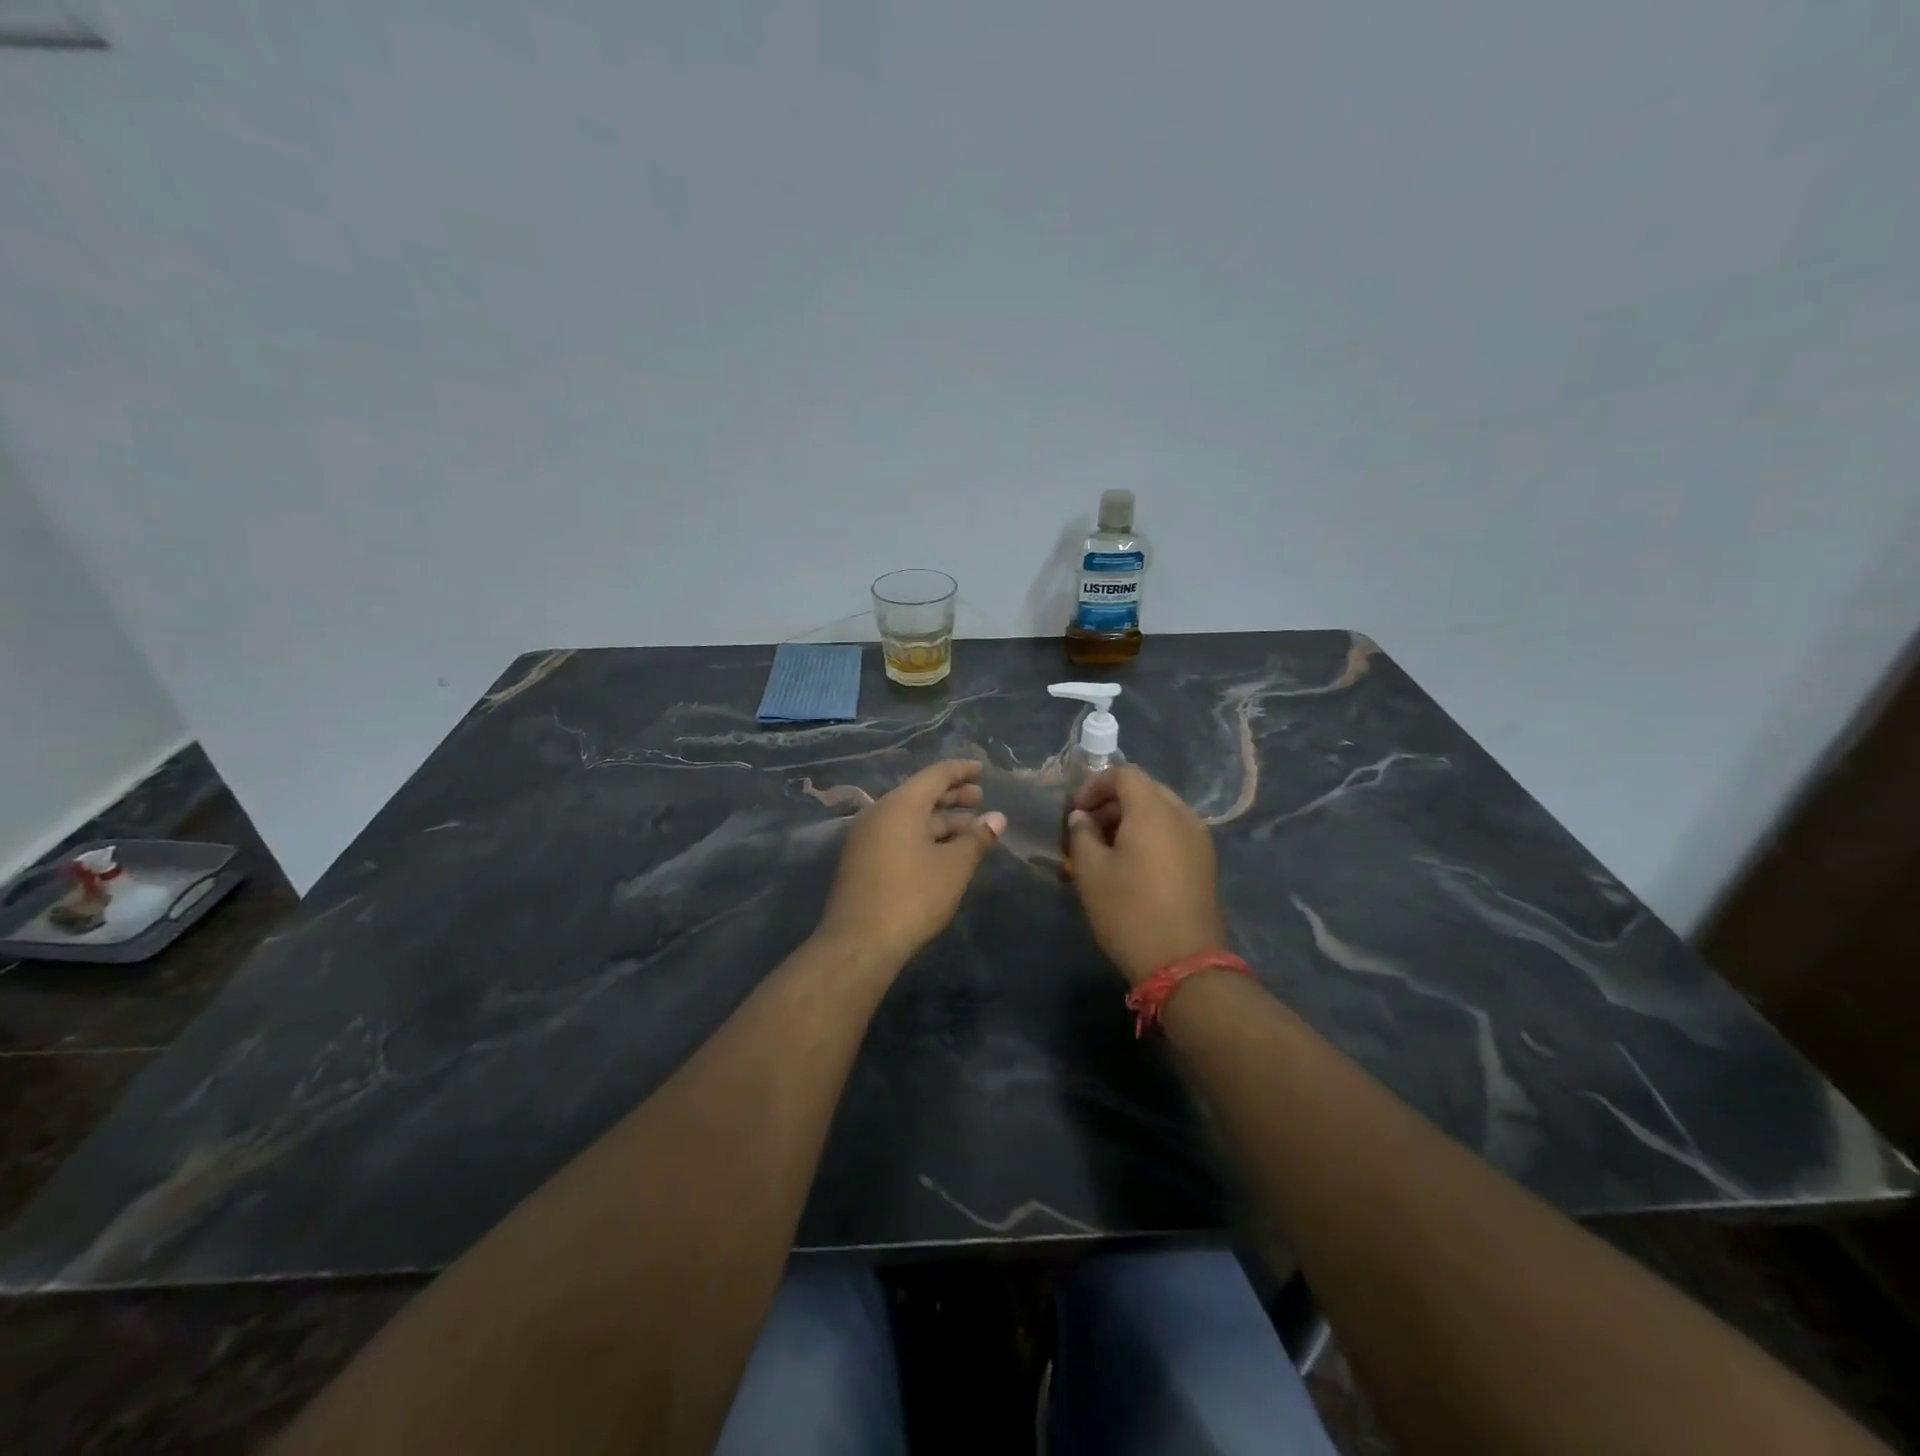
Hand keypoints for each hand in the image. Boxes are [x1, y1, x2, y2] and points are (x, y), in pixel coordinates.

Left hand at [814, 760, 1006, 966]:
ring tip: (969, 830)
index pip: (935, 775)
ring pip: (909, 818)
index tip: (982, 771)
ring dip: (940, 821)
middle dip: (952, 797)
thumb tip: (997, 818)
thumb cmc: (912, 897)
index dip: (961, 771)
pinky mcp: (861, 861)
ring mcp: (866, 838)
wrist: (859, 943)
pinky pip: (897, 835)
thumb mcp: (954, 867)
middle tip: (980, 800)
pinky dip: (923, 836)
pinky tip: (943, 852)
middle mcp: (879, 813)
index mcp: (900, 805)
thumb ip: (977, 839)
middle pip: (920, 795)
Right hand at [1066, 765, 1229, 984]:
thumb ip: (1081, 834)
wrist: (1184, 962)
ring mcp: (1198, 839)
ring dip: (1129, 820)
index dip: (1094, 786)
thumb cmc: (1129, 911)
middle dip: (1111, 803)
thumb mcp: (1091, 872)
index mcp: (1154, 810)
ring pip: (1160, 812)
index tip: (1074, 812)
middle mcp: (1182, 815)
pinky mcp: (1204, 862)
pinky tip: (1130, 865)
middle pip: (1144, 790)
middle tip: (1085, 829)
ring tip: (1104, 849)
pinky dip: (1149, 836)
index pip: (1124, 774)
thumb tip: (1082, 817)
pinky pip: (1172, 832)